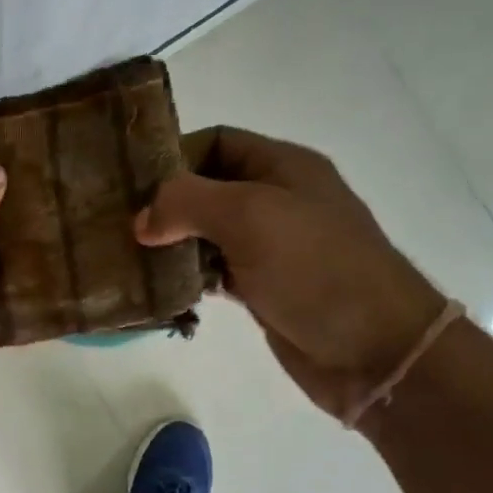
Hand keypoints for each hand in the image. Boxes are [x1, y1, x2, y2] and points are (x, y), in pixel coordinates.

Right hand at [136, 127, 446, 418]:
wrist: (374, 350)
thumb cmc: (316, 268)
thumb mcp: (250, 217)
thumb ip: (188, 203)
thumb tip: (142, 220)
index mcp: (282, 167)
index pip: (217, 141)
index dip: (174, 156)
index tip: (131, 185)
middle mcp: (276, 200)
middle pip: (207, 188)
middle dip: (165, 204)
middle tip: (118, 225)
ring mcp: (271, 247)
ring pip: (206, 233)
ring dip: (171, 244)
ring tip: (130, 258)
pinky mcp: (263, 288)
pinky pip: (214, 271)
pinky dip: (188, 276)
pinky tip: (161, 288)